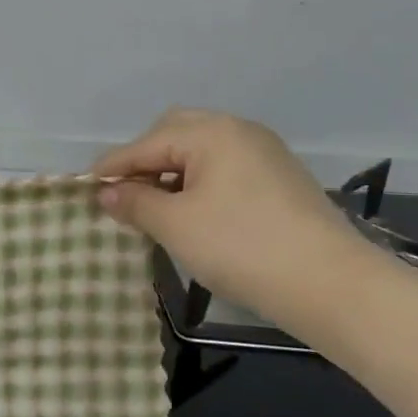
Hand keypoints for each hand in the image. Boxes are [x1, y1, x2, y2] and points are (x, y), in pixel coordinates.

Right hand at [94, 109, 373, 321]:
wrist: (332, 285)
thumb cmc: (241, 247)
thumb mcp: (175, 225)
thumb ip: (134, 203)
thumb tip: (105, 193)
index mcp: (211, 133)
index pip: (145, 144)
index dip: (112, 169)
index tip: (86, 191)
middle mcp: (238, 131)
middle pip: (174, 133)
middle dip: (143, 160)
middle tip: (124, 194)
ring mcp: (264, 154)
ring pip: (200, 151)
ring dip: (170, 172)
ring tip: (153, 207)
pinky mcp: (279, 180)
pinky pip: (223, 168)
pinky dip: (197, 182)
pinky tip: (191, 212)